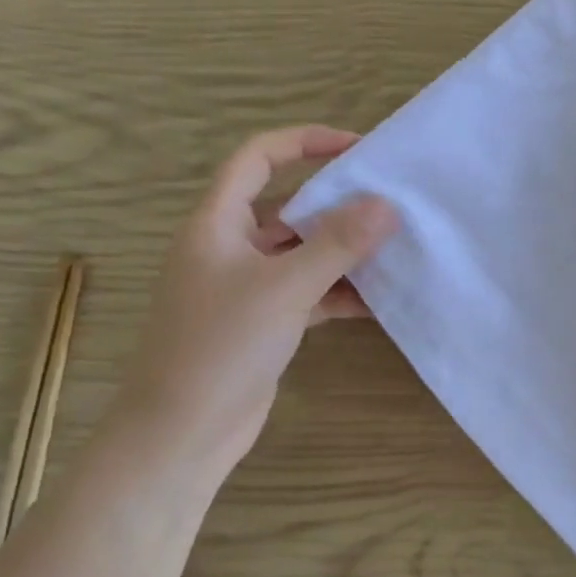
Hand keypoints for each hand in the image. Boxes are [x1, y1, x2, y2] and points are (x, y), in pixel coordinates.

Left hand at [110, 127, 395, 474]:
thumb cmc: (220, 347)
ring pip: (302, 252)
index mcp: (217, 223)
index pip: (258, 158)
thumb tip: (387, 204)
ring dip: (344, 251)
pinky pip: (308, 292)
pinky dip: (340, 292)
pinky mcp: (263, 322)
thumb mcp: (284, 287)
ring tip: (395, 247)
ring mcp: (246, 287)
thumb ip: (337, 244)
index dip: (305, 142)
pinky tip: (379, 299)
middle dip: (338, 203)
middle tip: (391, 202)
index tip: (357, 148)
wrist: (180, 434)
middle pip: (289, 206)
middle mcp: (230, 247)